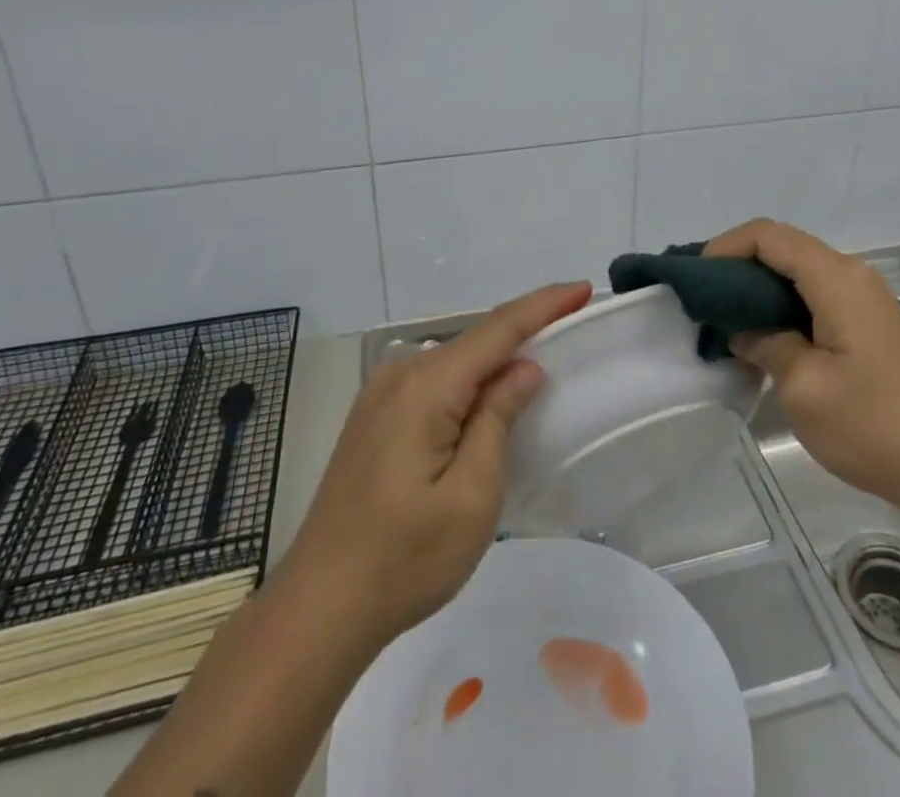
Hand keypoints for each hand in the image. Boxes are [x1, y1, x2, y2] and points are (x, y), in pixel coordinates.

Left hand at [279, 281, 592, 648]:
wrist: (316, 612)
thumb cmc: (403, 561)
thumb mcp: (471, 496)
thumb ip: (498, 419)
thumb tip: (524, 368)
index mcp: (425, 387)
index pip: (497, 330)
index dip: (543, 305)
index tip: (583, 288)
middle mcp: (399, 375)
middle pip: (475, 339)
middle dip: (525, 327)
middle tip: (571, 321)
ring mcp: (380, 396)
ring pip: (455, 360)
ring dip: (497, 356)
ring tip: (541, 354)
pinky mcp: (374, 418)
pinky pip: (435, 381)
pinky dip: (471, 378)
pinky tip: (489, 393)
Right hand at [706, 220, 899, 509]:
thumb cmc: (872, 425)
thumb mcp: (803, 386)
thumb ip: (765, 343)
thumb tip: (744, 329)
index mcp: (837, 278)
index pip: (769, 235)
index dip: (727, 247)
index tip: (697, 280)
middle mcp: (853, 274)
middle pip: (784, 248)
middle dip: (739, 267)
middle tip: (705, 303)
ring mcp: (865, 298)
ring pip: (799, 273)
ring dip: (760, 290)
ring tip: (727, 322)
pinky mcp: (870, 323)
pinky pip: (816, 296)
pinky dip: (783, 307)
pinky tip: (765, 339)